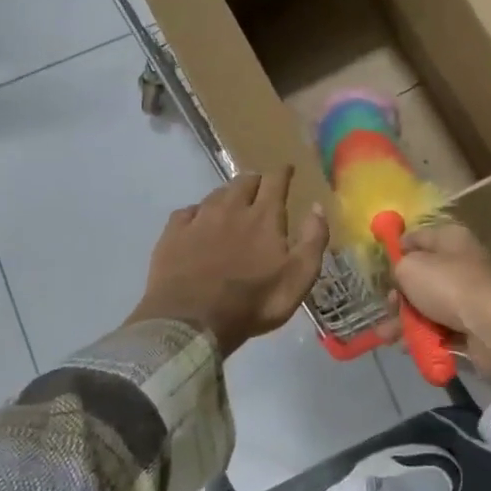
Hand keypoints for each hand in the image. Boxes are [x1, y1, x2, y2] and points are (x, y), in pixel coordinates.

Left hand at [127, 168, 328, 355]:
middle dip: (255, 180)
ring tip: (231, 202)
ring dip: (227, 194)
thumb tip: (317, 207)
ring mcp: (199, 219)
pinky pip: (187, 212)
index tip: (287, 169)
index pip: (275, 181)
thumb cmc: (253, 302)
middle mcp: (231, 208)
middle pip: (244, 182)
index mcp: (264, 216)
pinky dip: (197, 213)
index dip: (283, 173)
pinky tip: (197, 221)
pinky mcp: (173, 234)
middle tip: (260, 187)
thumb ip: (313, 240)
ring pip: (215, 194)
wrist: (192, 321)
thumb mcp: (298, 278)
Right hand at [390, 224, 490, 383]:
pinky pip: (441, 326)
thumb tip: (401, 275)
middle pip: (422, 275)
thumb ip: (398, 267)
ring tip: (387, 336)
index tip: (380, 268)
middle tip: (389, 307)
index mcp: (451, 238)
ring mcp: (470, 293)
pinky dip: (424, 335)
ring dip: (405, 320)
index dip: (397, 250)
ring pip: (429, 304)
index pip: (418, 237)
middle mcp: (463, 261)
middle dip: (399, 294)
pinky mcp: (474, 322)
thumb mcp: (410, 268)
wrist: (490, 326)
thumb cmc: (447, 285)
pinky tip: (407, 346)